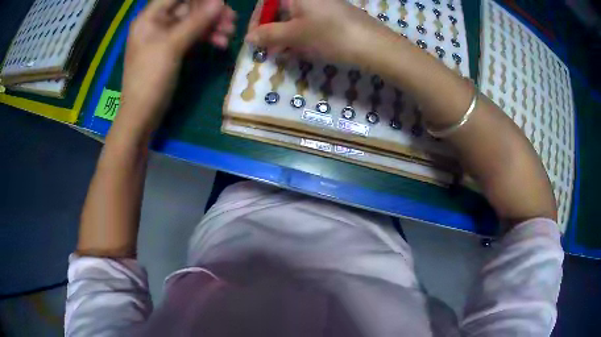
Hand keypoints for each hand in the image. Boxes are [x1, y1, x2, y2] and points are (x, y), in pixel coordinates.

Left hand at [119, 0, 235, 134]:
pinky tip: (221, 43)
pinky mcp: (172, 49)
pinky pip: (192, 35)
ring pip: (193, 21)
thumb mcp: (173, 46)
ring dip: (212, 25)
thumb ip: (197, 21)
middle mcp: (157, 22)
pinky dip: (206, 37)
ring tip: (230, 33)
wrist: (142, 115)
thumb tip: (220, 1)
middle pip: (188, 6)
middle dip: (210, 11)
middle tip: (231, 19)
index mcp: (150, 17)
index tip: (221, 2)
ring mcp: (165, 36)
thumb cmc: (150, 78)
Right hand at [245, 0, 386, 64]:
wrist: (374, 45)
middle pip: (280, 10)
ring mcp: (322, 7)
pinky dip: (300, 37)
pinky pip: (309, 25)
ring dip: (285, 37)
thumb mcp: (295, 35)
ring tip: (283, 54)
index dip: (257, 19)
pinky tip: (299, 52)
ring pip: (294, 19)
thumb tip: (249, 38)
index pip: (267, 2)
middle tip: (268, 50)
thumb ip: (268, 35)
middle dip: (271, 31)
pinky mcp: (332, 18)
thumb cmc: (330, 34)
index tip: (253, 38)